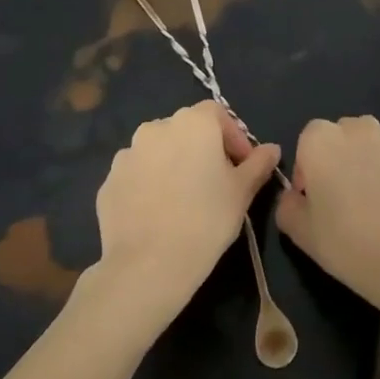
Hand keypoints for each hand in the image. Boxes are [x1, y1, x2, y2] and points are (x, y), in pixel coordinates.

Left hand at [90, 101, 280, 333]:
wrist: (149, 265)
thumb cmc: (207, 219)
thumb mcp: (243, 191)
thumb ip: (258, 164)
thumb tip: (271, 149)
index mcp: (193, 123)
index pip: (217, 114)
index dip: (233, 136)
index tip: (242, 165)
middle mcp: (156, 128)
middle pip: (186, 129)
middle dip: (203, 148)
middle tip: (216, 181)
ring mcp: (127, 155)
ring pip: (158, 151)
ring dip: (173, 164)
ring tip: (184, 198)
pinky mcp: (108, 182)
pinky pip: (137, 174)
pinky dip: (149, 184)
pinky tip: (159, 212)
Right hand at [275, 116, 379, 318]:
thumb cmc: (347, 244)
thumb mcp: (300, 232)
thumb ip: (287, 204)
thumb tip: (295, 195)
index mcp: (322, 140)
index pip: (309, 139)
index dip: (309, 167)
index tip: (316, 197)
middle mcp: (360, 127)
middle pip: (346, 135)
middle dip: (343, 158)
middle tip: (348, 197)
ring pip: (378, 142)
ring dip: (374, 160)